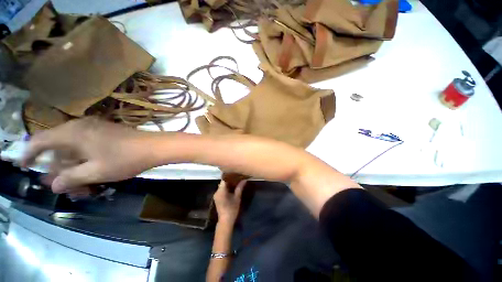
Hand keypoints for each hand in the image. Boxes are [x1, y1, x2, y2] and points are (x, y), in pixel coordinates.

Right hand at [21, 118, 154, 193]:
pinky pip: (88, 147)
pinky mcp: (107, 133)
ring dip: (73, 168)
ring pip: (74, 149)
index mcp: (72, 133)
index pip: (40, 140)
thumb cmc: (126, 159)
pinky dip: (85, 161)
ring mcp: (96, 129)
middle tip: (61, 187)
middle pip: (58, 148)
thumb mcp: (95, 172)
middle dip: (57, 169)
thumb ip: (70, 178)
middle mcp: (81, 127)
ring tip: (79, 187)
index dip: (29, 154)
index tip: (24, 167)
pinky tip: (90, 174)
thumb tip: (53, 185)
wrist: (155, 147)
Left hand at [213, 179, 245, 223]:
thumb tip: (245, 179)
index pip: (224, 179)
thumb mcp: (237, 197)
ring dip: (228, 183)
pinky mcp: (217, 198)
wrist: (225, 221)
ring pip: (222, 186)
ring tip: (236, 180)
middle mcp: (217, 191)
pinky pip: (222, 190)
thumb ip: (240, 187)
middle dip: (230, 179)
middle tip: (237, 176)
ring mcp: (216, 195)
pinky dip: (227, 187)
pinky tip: (233, 187)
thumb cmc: (232, 209)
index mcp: (221, 190)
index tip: (235, 172)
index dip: (229, 175)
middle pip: (223, 182)